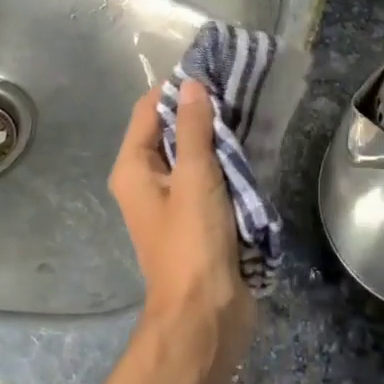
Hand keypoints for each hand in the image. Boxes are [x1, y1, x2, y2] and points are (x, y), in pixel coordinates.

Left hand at [108, 80, 254, 354]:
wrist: (205, 314)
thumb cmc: (193, 242)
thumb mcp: (195, 178)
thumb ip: (195, 128)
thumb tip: (192, 83)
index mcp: (133, 168)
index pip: (148, 109)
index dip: (176, 87)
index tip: (213, 69)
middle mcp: (146, 179)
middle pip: (170, 128)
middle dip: (200, 108)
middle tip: (237, 86)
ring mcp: (172, 199)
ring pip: (192, 152)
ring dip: (216, 134)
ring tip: (249, 109)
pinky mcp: (196, 215)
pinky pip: (207, 175)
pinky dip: (224, 159)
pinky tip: (250, 145)